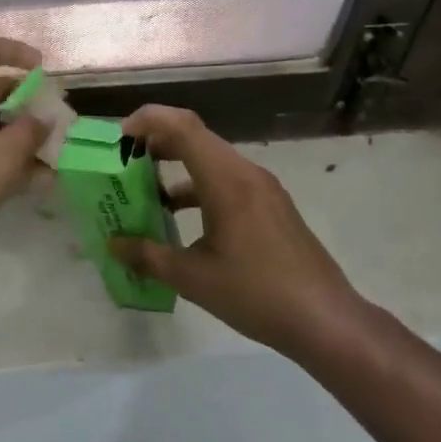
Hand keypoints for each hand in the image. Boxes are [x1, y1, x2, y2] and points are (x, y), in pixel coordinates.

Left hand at [0, 35, 48, 267]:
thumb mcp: (4, 156)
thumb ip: (31, 132)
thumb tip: (44, 117)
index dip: (15, 51)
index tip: (42, 69)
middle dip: (25, 100)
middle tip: (54, 119)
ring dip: (16, 134)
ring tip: (49, 155)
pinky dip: (0, 156)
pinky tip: (27, 182)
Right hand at [110, 105, 363, 358]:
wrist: (326, 320)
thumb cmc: (256, 294)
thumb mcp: (193, 279)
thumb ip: (148, 256)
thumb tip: (113, 245)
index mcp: (226, 180)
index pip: (182, 126)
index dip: (148, 121)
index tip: (119, 139)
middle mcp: (245, 172)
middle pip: (195, 136)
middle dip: (156, 141)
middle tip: (125, 160)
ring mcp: (263, 187)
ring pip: (212, 158)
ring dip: (178, 163)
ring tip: (146, 187)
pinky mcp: (271, 205)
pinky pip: (227, 178)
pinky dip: (198, 184)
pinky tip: (181, 215)